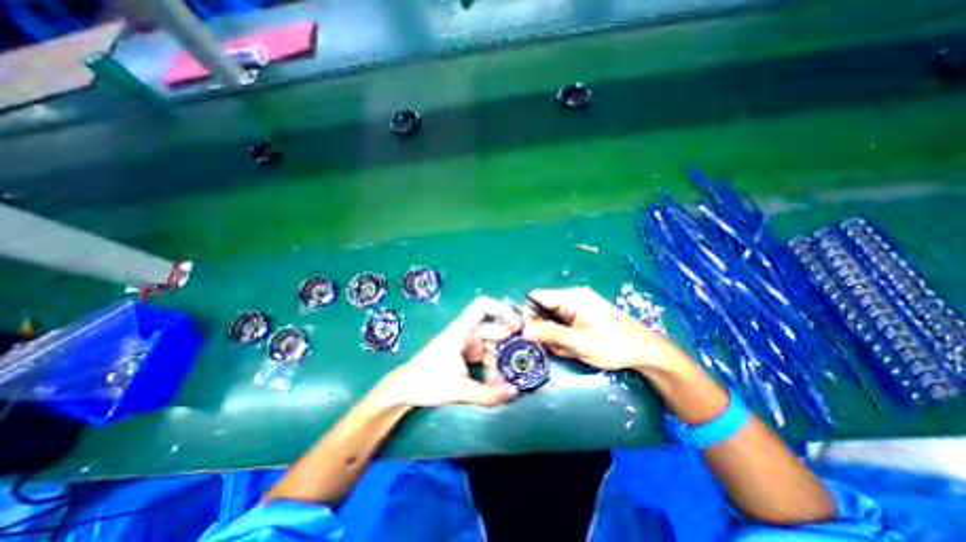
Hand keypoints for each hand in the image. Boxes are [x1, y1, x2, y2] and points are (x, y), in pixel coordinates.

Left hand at [382, 296, 525, 406]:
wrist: (404, 389)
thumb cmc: (427, 382)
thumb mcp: (459, 390)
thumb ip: (488, 394)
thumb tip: (515, 392)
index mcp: (461, 331)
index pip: (482, 306)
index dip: (501, 309)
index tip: (518, 325)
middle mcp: (466, 333)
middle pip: (493, 329)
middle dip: (509, 343)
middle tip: (524, 357)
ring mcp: (467, 343)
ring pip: (492, 344)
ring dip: (501, 360)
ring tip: (508, 379)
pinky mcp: (466, 354)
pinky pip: (487, 355)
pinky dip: (494, 366)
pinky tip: (497, 382)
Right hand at [522, 288, 685, 371]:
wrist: (645, 350)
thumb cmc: (613, 344)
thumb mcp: (579, 342)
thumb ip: (550, 334)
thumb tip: (523, 331)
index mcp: (571, 297)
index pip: (536, 296)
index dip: (528, 313)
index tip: (531, 333)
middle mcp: (571, 297)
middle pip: (542, 307)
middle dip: (542, 328)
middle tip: (553, 346)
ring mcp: (576, 306)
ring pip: (550, 317)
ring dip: (552, 334)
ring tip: (567, 348)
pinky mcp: (580, 315)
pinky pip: (560, 322)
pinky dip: (561, 335)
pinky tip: (572, 346)